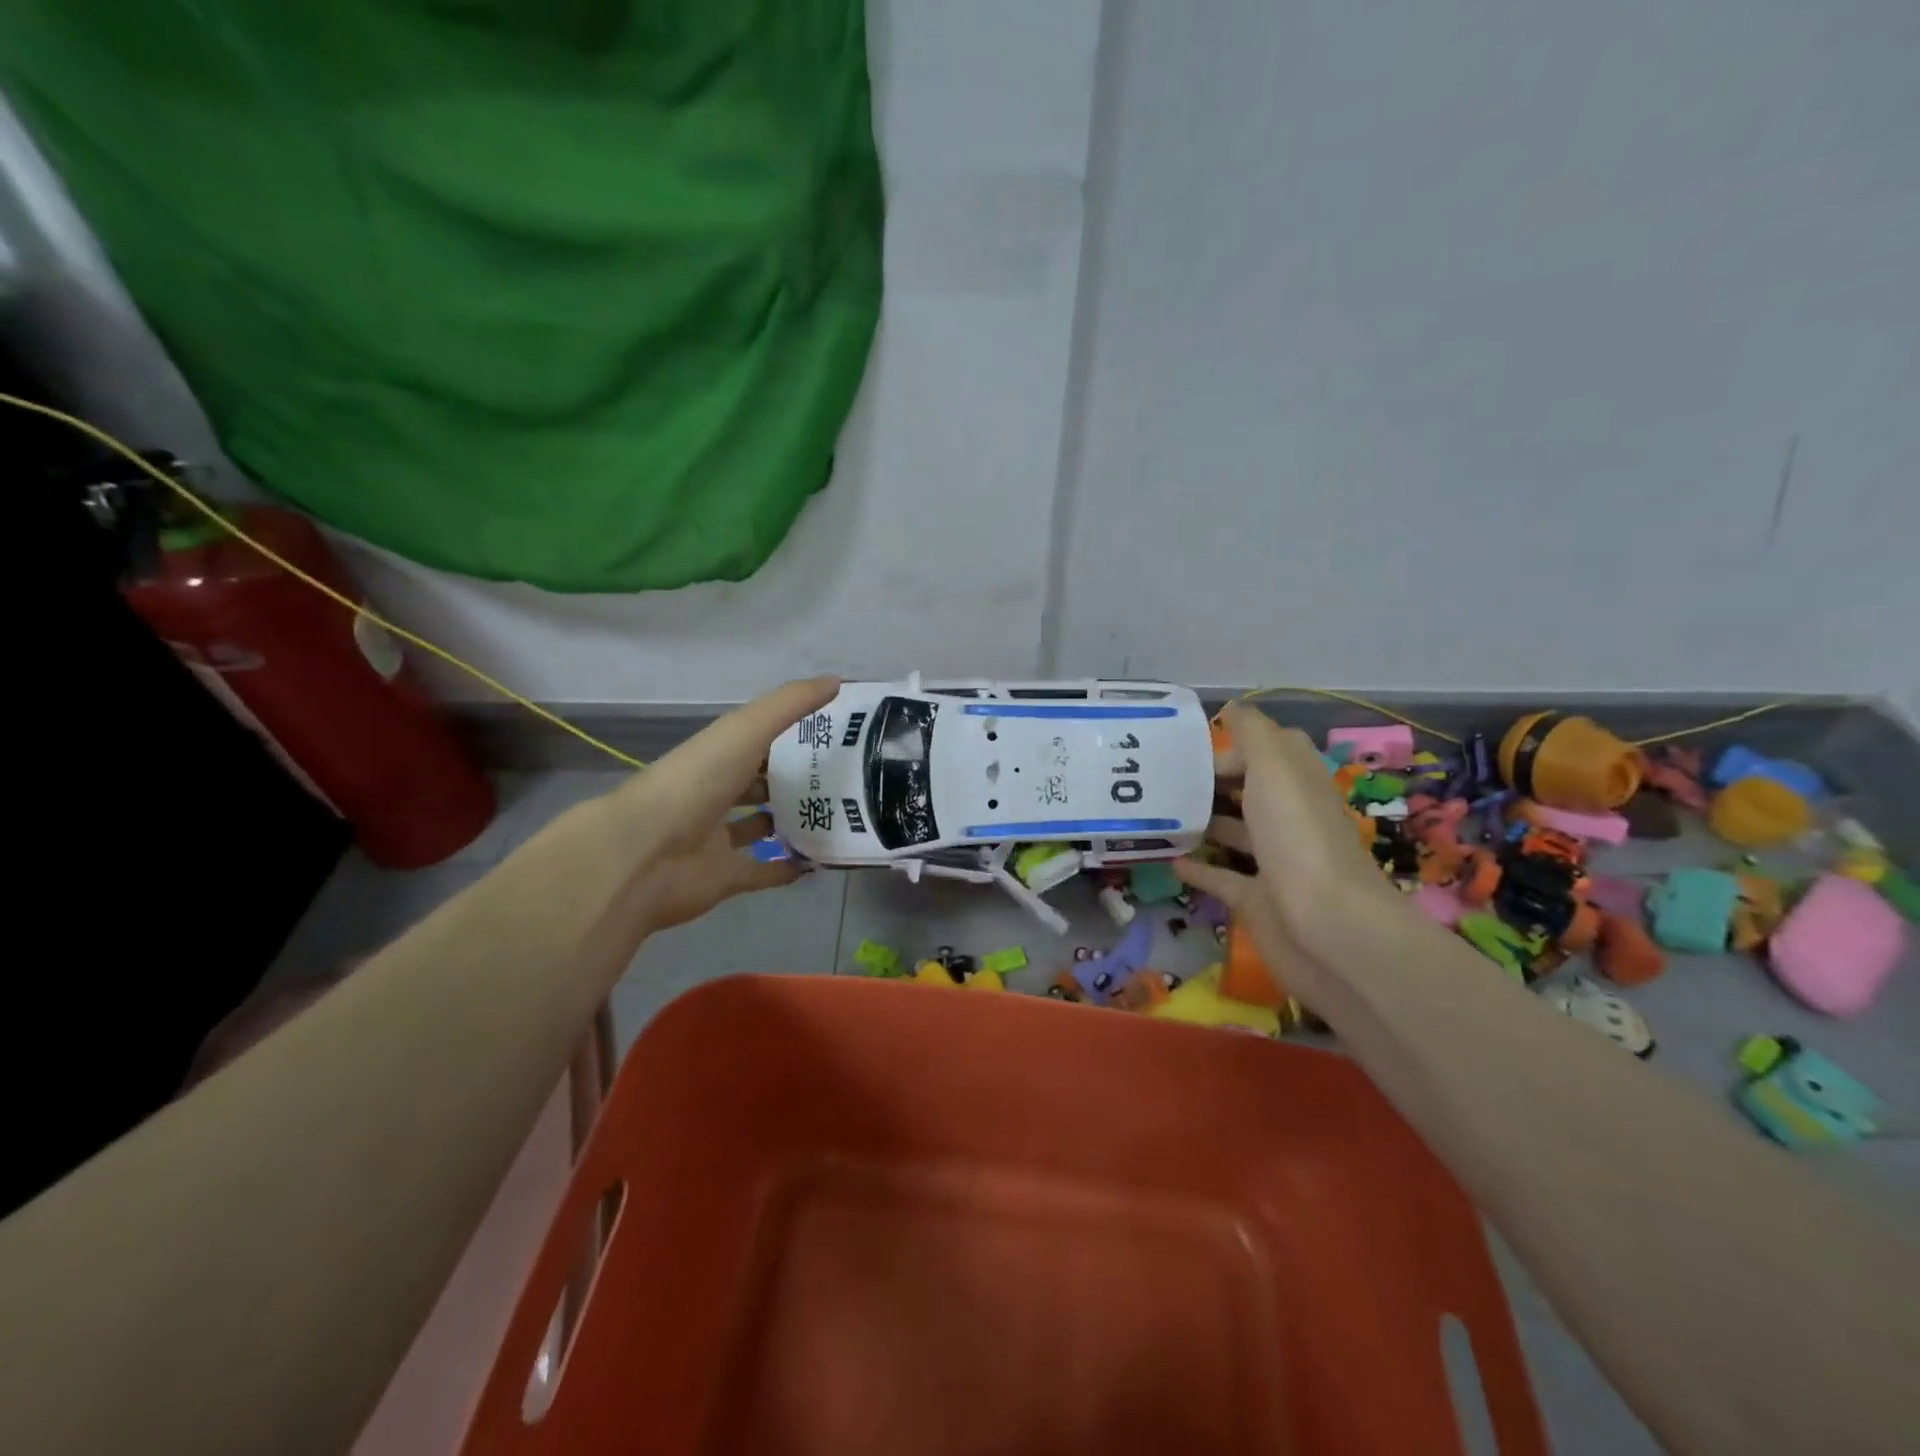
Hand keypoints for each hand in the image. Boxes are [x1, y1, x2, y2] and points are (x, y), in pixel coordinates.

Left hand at [605, 677, 839, 933]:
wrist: (645, 853)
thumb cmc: (696, 781)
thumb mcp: (745, 730)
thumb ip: (790, 704)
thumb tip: (837, 680)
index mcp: (717, 755)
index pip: (757, 740)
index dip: (791, 733)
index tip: (833, 731)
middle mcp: (716, 793)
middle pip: (758, 782)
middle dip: (792, 778)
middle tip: (843, 777)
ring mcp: (718, 837)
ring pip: (760, 825)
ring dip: (788, 821)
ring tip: (835, 816)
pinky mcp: (724, 876)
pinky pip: (762, 871)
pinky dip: (786, 868)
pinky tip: (818, 862)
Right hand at [1173, 701, 1399, 1004]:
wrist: (1328, 928)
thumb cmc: (1299, 837)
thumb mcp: (1274, 766)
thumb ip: (1252, 733)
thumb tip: (1232, 708)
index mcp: (1297, 781)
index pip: (1263, 751)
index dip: (1228, 747)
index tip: (1181, 752)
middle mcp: (1289, 817)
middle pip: (1247, 790)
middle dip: (1208, 782)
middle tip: (1158, 780)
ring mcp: (1274, 861)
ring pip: (1233, 831)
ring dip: (1200, 821)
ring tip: (1156, 813)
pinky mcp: (1257, 900)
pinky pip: (1220, 877)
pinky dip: (1196, 867)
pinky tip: (1167, 859)